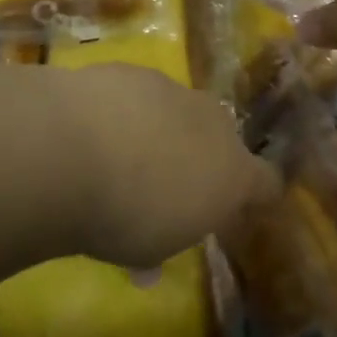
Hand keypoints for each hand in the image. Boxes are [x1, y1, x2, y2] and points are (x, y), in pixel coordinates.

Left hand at [57, 64, 279, 268]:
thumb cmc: (123, 215)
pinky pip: (136, 93)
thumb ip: (159, 247)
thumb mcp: (147, 251)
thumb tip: (149, 267)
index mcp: (232, 174)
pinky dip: (122, 108)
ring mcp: (171, 89)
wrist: (71, 149)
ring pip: (176, 109)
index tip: (233, 210)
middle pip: (220, 137)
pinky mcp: (131, 69)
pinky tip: (91, 127)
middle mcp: (212, 123)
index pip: (265, 182)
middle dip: (200, 155)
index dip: (253, 196)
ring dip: (158, 128)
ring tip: (119, 153)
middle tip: (165, 181)